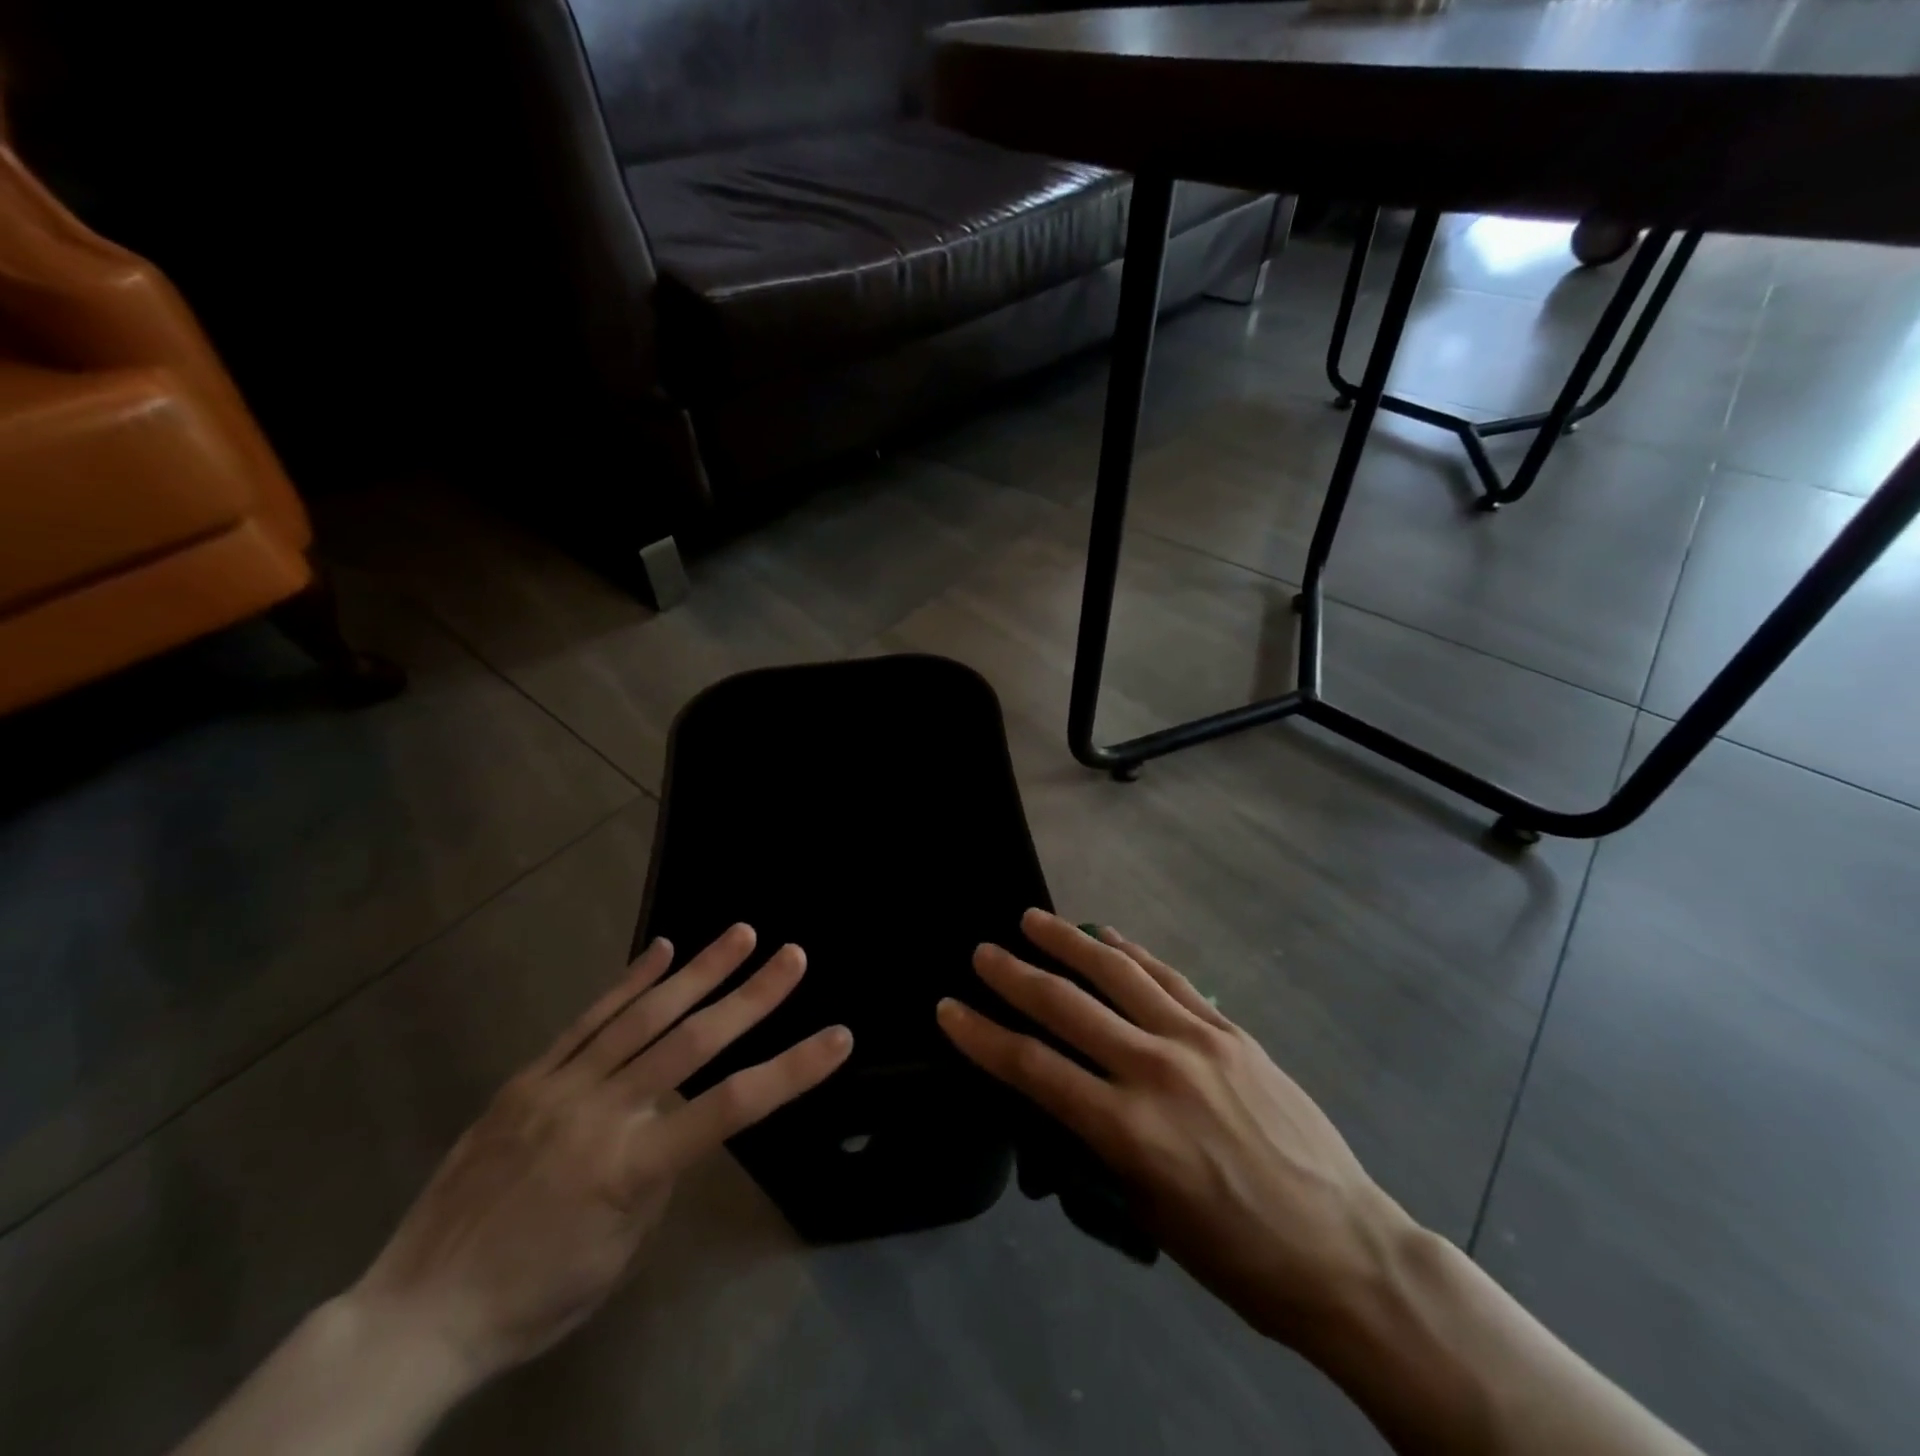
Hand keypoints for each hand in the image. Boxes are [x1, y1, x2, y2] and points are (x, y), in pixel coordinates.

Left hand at [348, 925, 851, 1384]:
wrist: (416, 1313)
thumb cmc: (535, 1297)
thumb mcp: (620, 1250)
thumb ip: (658, 1172)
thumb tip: (673, 1116)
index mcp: (632, 1168)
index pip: (732, 1107)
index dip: (792, 1069)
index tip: (838, 1037)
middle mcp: (602, 1113)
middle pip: (691, 1042)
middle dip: (751, 995)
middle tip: (792, 955)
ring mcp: (560, 1088)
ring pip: (643, 1016)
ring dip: (699, 971)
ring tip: (741, 933)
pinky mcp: (529, 1078)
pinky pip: (588, 1020)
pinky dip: (630, 981)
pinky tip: (662, 949)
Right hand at [936, 910, 1410, 1350]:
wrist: (1345, 1251)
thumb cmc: (1238, 1256)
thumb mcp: (1148, 1216)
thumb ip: (1100, 1149)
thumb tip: (1065, 1099)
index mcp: (1129, 1130)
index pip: (1034, 1068)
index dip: (983, 1036)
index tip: (948, 1009)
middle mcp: (1157, 1070)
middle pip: (1068, 1007)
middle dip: (1015, 977)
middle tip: (981, 952)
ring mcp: (1199, 1041)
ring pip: (1118, 974)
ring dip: (1068, 942)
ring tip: (1032, 920)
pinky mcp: (1232, 1030)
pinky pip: (1170, 979)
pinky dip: (1132, 954)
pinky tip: (1106, 936)